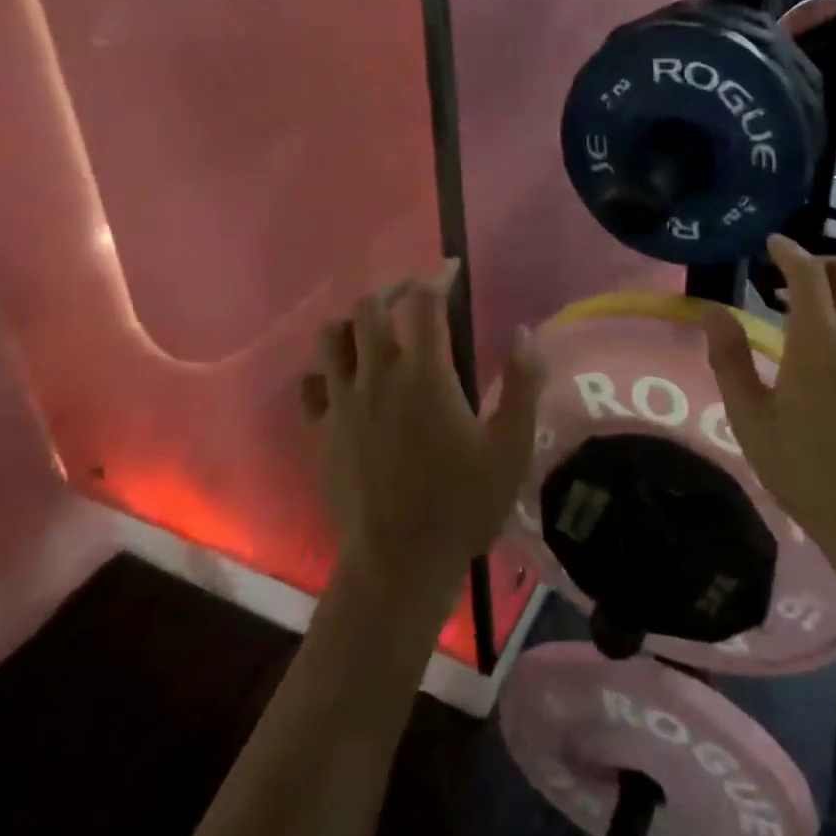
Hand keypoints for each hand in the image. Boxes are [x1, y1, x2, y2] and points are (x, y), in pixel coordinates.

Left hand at [304, 262, 545, 604]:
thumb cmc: (462, 505)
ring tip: (378, 330)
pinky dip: (327, 369)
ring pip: (331, 337)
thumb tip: (524, 333)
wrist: (398, 565)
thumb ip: (523, 385)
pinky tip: (346, 379)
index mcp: (424, 375)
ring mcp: (342, 403)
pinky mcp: (321, 431)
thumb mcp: (511, 448)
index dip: (437, 277)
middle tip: (417, 296)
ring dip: (355, 322)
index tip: (451, 269)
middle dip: (395, 289)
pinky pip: (311, 383)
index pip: (423, 303)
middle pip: (370, 307)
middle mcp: (377, 377)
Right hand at [700, 235, 835, 589]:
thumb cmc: (807, 471)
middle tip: (793, 279)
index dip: (788, 250)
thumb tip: (712, 311)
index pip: (806, 271)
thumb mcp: (752, 419)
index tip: (773, 244)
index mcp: (820, 338)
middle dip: (820, 262)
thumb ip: (730, 359)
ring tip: (832, 301)